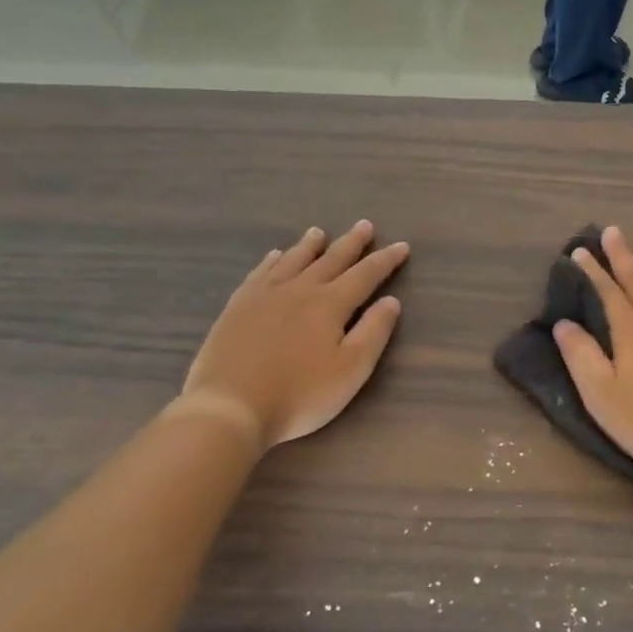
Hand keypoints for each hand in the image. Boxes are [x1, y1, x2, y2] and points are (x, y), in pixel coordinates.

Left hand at [172, 221, 408, 451]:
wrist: (231, 406)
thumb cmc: (300, 394)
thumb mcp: (350, 370)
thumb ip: (373, 333)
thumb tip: (391, 301)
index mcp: (330, 305)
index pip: (365, 275)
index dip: (385, 261)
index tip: (402, 246)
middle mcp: (299, 290)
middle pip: (330, 260)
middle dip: (351, 243)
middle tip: (364, 225)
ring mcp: (264, 296)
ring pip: (292, 261)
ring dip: (309, 246)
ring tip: (318, 232)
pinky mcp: (237, 307)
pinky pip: (259, 273)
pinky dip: (271, 261)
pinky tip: (274, 256)